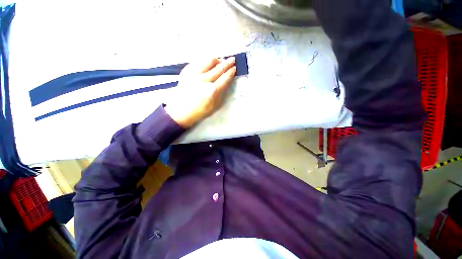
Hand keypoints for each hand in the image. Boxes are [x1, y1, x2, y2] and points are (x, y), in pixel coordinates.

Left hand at [165, 57, 235, 127]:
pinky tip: (209, 63)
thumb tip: (226, 81)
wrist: (181, 110)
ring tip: (220, 61)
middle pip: (218, 68)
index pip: (224, 78)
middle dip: (227, 63)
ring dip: (217, 60)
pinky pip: (198, 61)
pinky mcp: (186, 71)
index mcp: (212, 91)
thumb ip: (221, 93)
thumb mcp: (215, 105)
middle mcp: (203, 80)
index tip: (234, 68)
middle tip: (232, 59)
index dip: (230, 72)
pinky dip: (206, 61)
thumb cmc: (200, 110)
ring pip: (208, 61)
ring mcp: (194, 74)